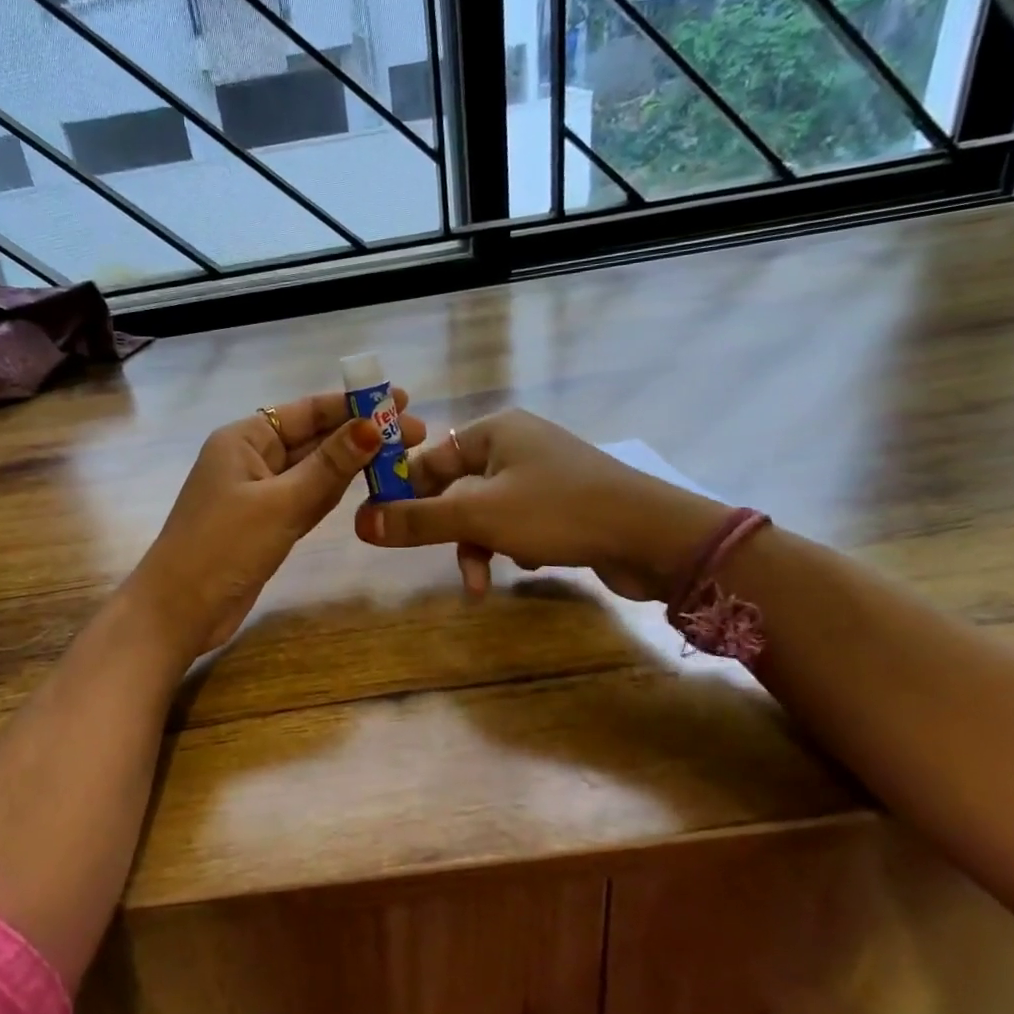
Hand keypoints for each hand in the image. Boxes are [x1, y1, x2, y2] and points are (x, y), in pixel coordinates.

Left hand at [129, 389, 426, 657]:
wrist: (178, 612)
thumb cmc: (223, 548)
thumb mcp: (281, 504)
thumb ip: (328, 467)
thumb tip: (372, 426)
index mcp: (245, 439)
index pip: (308, 411)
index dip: (355, 404)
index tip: (401, 402)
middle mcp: (252, 458)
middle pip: (314, 438)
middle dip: (360, 434)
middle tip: (415, 434)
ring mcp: (258, 493)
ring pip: (314, 470)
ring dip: (352, 463)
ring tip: (401, 455)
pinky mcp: (266, 523)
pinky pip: (307, 498)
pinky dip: (334, 492)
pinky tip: (366, 485)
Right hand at [353, 409, 726, 600]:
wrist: (654, 536)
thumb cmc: (559, 512)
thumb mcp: (479, 516)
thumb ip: (418, 520)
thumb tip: (360, 524)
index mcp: (494, 431)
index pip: (429, 458)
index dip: (402, 492)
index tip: (382, 527)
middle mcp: (516, 446)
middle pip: (455, 488)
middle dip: (448, 530)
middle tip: (431, 559)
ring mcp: (542, 475)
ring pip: (485, 512)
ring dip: (479, 547)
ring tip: (482, 582)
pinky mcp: (562, 505)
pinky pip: (516, 524)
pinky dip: (510, 547)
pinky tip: (527, 566)